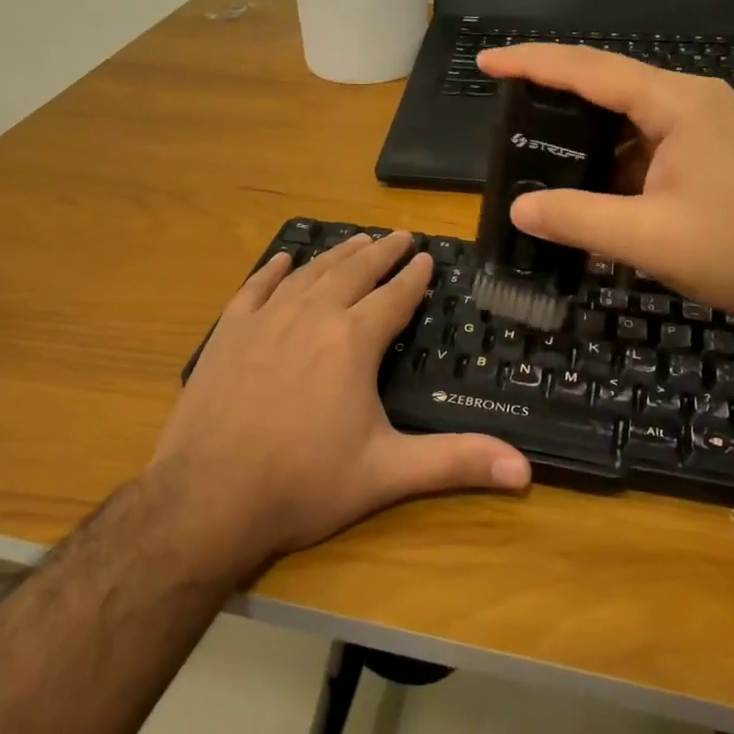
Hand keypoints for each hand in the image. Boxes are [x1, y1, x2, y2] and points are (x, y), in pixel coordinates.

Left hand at [146, 231, 531, 577]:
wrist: (207, 499)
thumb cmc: (304, 484)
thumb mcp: (387, 473)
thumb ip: (455, 462)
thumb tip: (526, 468)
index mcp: (352, 341)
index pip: (393, 297)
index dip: (413, 276)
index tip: (425, 256)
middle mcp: (311, 316)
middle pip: (352, 272)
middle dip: (380, 252)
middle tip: (399, 235)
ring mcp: (265, 321)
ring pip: (309, 274)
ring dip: (336, 254)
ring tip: (356, 240)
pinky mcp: (228, 333)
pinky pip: (255, 288)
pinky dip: (273, 270)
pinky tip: (284, 259)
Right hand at [477, 44, 733, 330]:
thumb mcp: (650, 238)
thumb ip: (578, 219)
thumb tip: (519, 208)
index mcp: (677, 103)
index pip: (590, 69)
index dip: (533, 62)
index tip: (488, 62)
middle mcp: (693, 101)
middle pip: (609, 84)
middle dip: (555, 92)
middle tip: (506, 107)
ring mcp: (708, 126)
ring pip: (630, 117)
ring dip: (587, 132)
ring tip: (538, 148)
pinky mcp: (715, 152)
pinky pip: (650, 142)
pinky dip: (615, 158)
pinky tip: (592, 184)